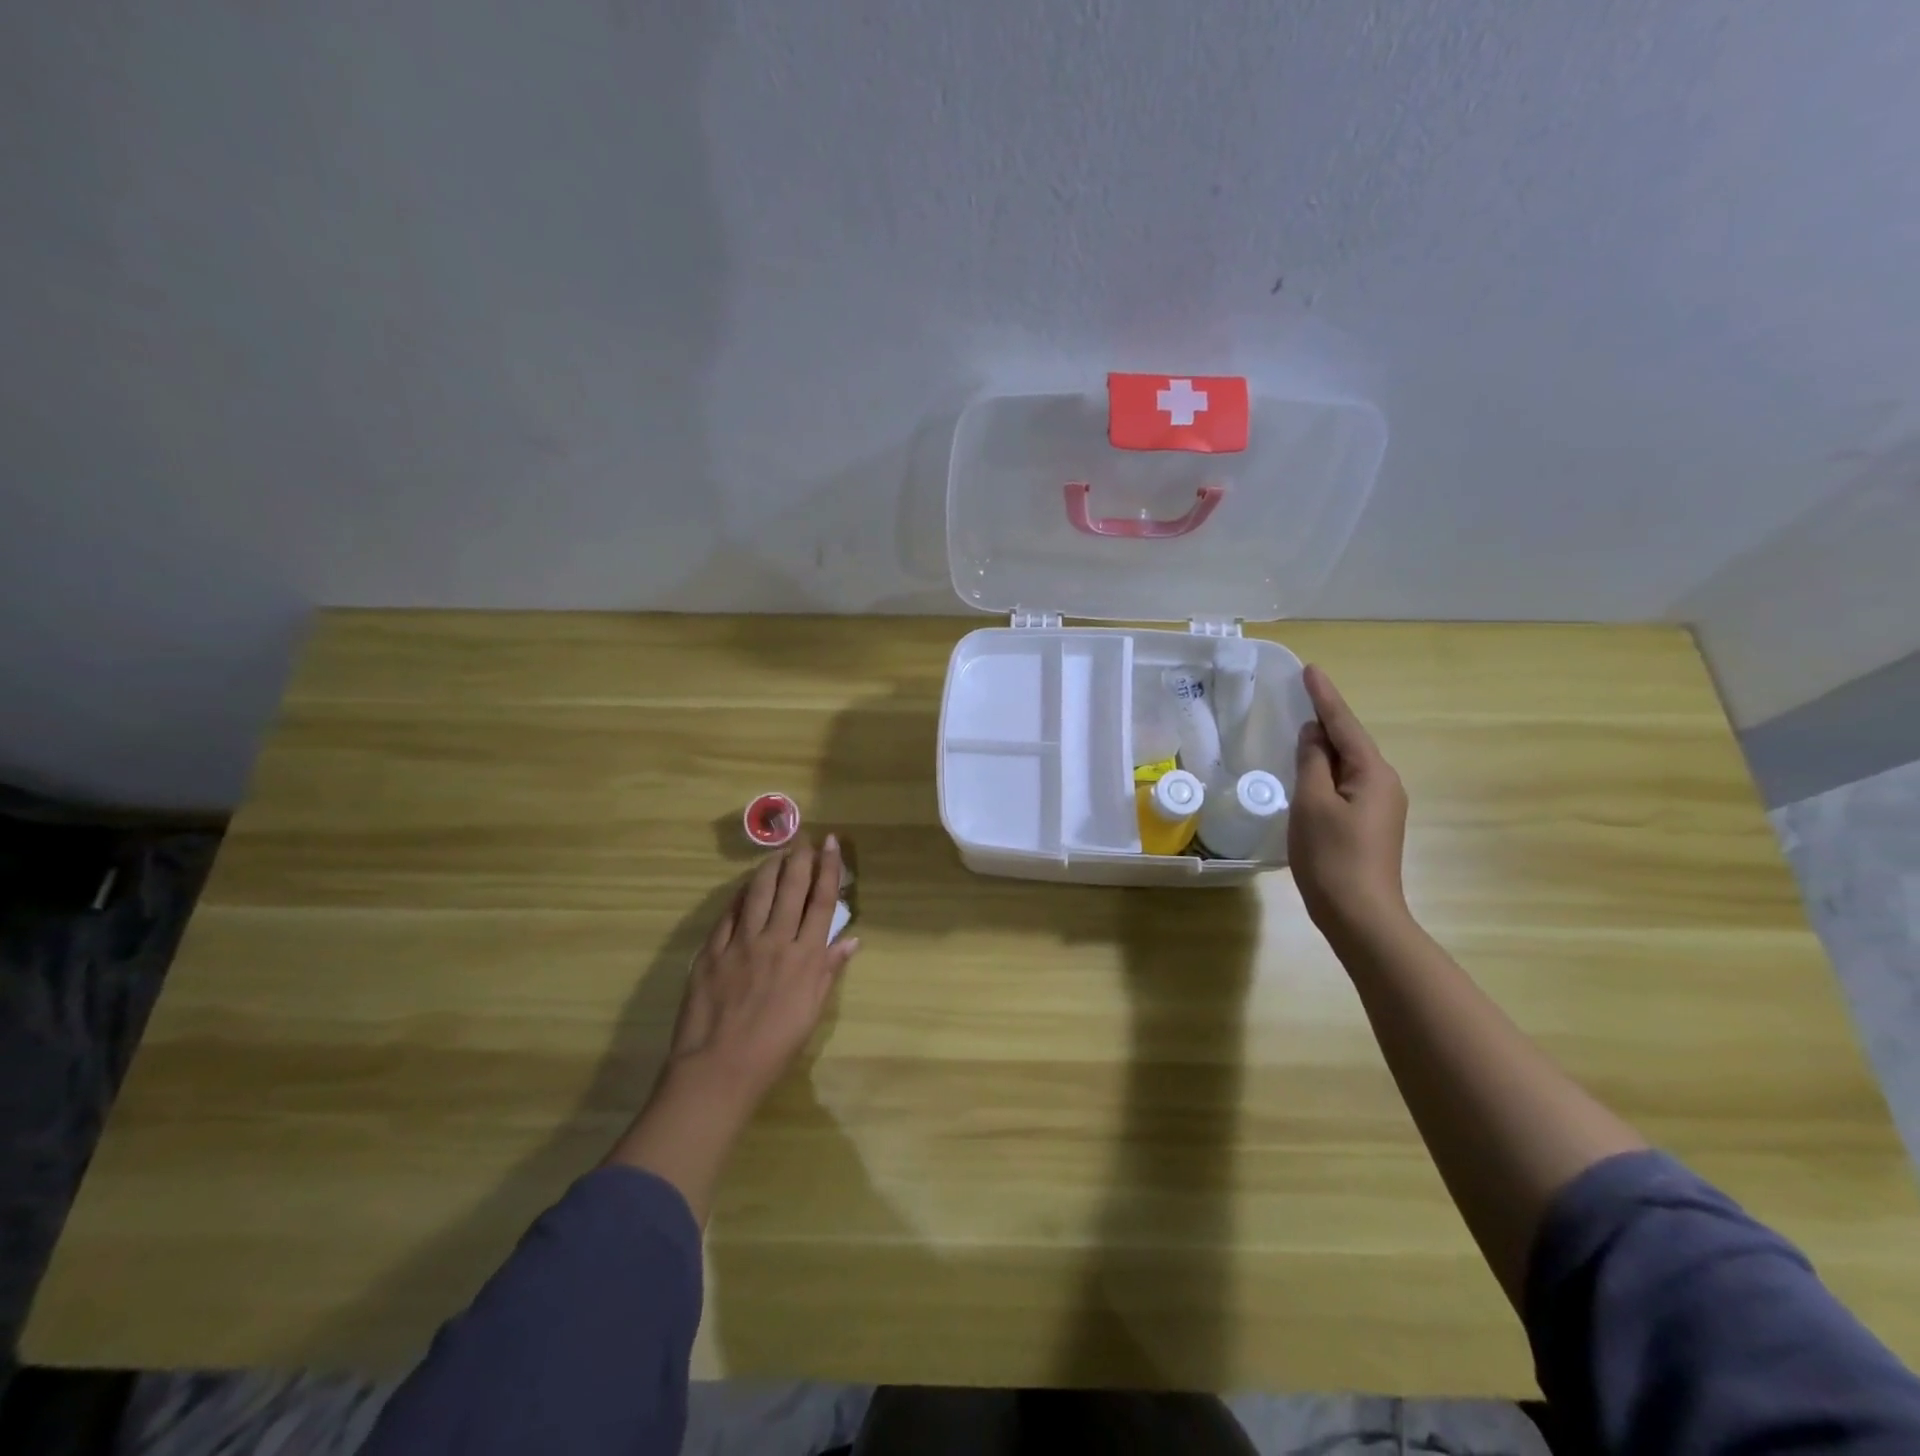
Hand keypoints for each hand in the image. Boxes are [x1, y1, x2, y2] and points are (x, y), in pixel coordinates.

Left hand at [664, 835, 858, 1107]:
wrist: (719, 1069)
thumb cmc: (775, 1047)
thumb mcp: (812, 1011)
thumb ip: (829, 970)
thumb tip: (851, 939)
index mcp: (805, 956)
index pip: (822, 901)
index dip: (829, 869)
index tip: (831, 844)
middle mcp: (776, 940)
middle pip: (791, 888)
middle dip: (800, 858)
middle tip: (804, 838)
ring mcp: (741, 943)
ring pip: (758, 893)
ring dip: (770, 868)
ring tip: (778, 852)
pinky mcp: (711, 951)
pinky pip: (728, 914)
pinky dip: (739, 895)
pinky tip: (745, 886)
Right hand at [1289, 665, 1410, 941]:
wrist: (1361, 916)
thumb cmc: (1332, 856)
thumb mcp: (1312, 803)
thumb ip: (1311, 763)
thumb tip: (1313, 735)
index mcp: (1373, 773)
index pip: (1344, 724)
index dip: (1324, 696)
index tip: (1310, 670)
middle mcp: (1385, 783)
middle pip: (1350, 742)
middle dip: (1326, 720)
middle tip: (1300, 696)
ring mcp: (1382, 806)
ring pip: (1349, 765)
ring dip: (1325, 748)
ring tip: (1300, 731)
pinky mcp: (1372, 824)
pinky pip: (1347, 784)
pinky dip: (1327, 771)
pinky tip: (1311, 774)